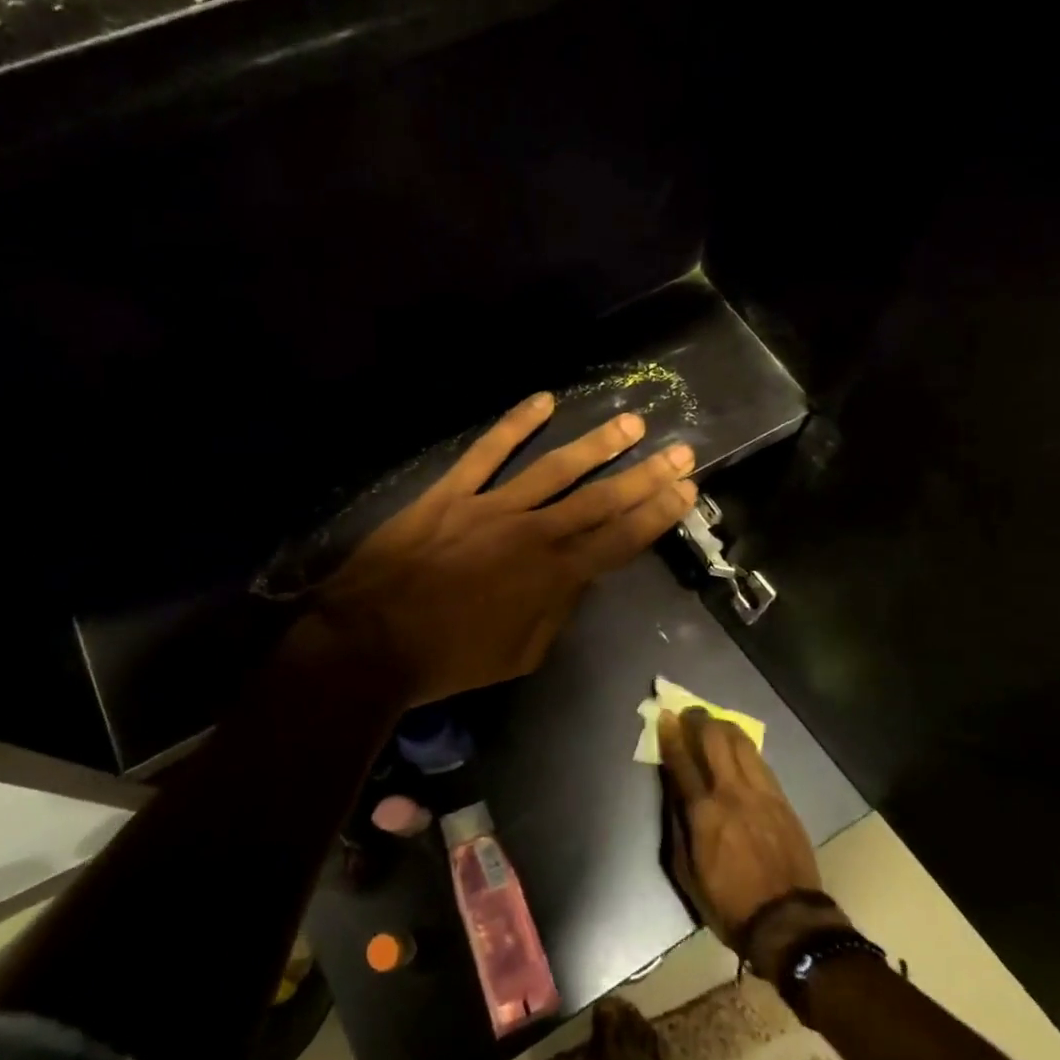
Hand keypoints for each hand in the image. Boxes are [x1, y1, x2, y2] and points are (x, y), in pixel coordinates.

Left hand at [312, 392, 696, 706]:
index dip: (656, 514)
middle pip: (599, 499)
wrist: (373, 639)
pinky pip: (488, 452)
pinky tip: (545, 401)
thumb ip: (556, 613)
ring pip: (555, 468)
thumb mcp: (520, 654)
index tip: (686, 490)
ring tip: (632, 421)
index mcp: (553, 577)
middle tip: (681, 450)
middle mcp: (532, 533)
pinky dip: (515, 424)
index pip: (619, 540)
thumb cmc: (449, 658)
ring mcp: (491, 506)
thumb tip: (578, 579)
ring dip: (597, 444)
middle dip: (645, 475)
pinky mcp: (451, 492)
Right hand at [659, 707, 846, 977]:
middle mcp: (732, 793)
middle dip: (699, 721)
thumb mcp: (687, 871)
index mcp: (703, 813)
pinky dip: (746, 749)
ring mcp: (761, 794)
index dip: (671, 735)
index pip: (682, 761)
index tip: (664, 716)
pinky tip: (740, 747)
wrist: (788, 922)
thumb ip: (678, 826)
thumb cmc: (728, 902)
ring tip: (715, 722)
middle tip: (690, 713)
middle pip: (714, 741)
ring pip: (742, 744)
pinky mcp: (782, 800)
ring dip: (724, 728)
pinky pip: (761, 762)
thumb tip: (674, 793)